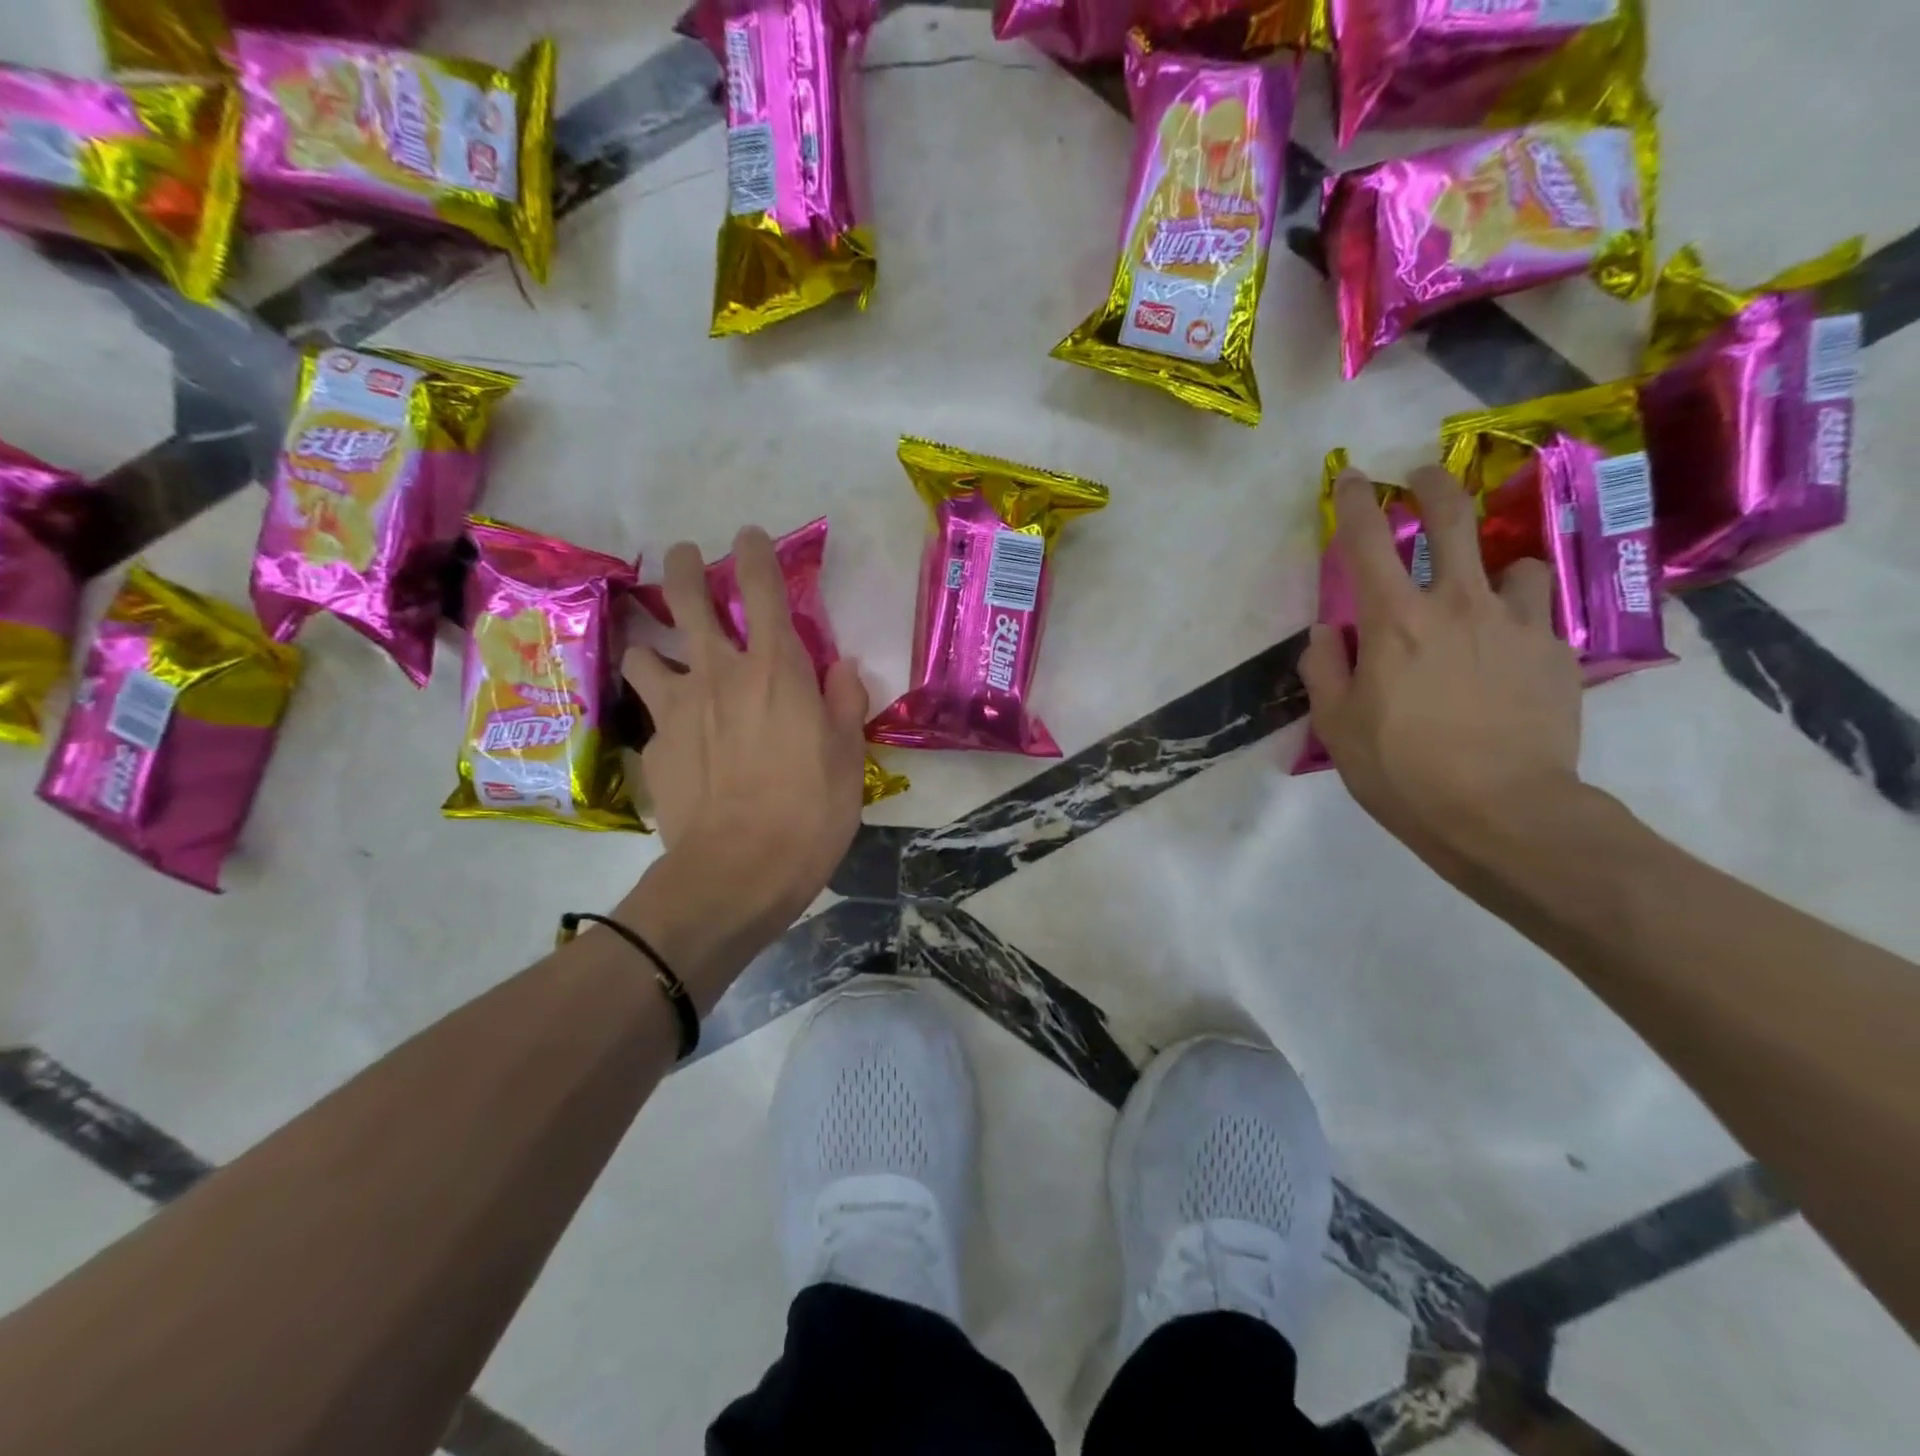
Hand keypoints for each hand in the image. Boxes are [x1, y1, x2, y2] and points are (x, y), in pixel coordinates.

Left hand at [623, 527, 869, 954]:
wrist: (739, 871)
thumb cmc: (810, 811)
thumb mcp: (848, 756)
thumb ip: (843, 702)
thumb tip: (842, 668)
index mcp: (776, 669)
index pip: (762, 589)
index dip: (755, 554)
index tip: (749, 536)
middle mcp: (720, 673)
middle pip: (687, 599)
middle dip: (684, 568)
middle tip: (683, 557)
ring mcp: (678, 708)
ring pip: (645, 652)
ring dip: (654, 646)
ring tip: (664, 658)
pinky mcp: (655, 746)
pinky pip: (653, 717)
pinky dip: (665, 717)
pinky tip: (677, 743)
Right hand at [1298, 465, 1584, 876]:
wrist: (1501, 813)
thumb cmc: (1401, 770)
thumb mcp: (1336, 727)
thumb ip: (1324, 669)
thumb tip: (1327, 632)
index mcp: (1393, 622)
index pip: (1368, 541)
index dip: (1356, 501)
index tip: (1351, 476)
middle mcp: (1456, 605)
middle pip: (1451, 521)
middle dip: (1432, 487)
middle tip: (1422, 477)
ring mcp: (1515, 624)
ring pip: (1512, 565)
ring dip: (1492, 570)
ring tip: (1485, 594)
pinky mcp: (1556, 653)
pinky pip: (1539, 614)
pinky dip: (1520, 619)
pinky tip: (1511, 652)